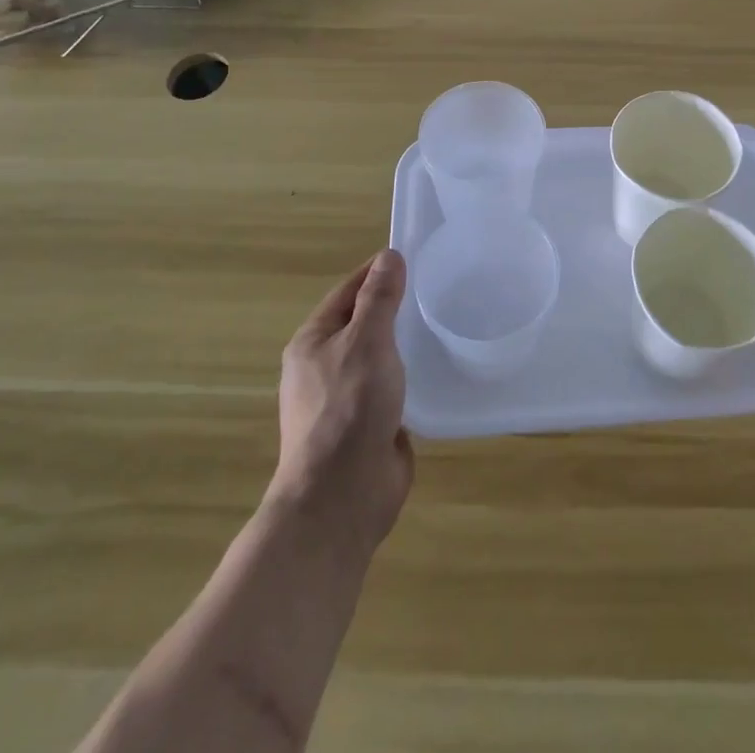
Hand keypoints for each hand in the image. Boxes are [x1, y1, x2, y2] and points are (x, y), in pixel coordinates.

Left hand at [271, 250, 414, 550]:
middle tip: (436, 289)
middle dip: (393, 307)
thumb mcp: (367, 341)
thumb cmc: (349, 407)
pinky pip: (391, 388)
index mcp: (312, 343)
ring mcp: (344, 400)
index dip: (377, 272)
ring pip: (378, 357)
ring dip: (404, 343)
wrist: (342, 496)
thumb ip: (379, 298)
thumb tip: (388, 256)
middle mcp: (323, 367)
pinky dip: (410, 375)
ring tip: (442, 325)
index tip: (413, 257)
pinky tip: (437, 369)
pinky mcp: (367, 426)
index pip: (348, 292)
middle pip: (362, 324)